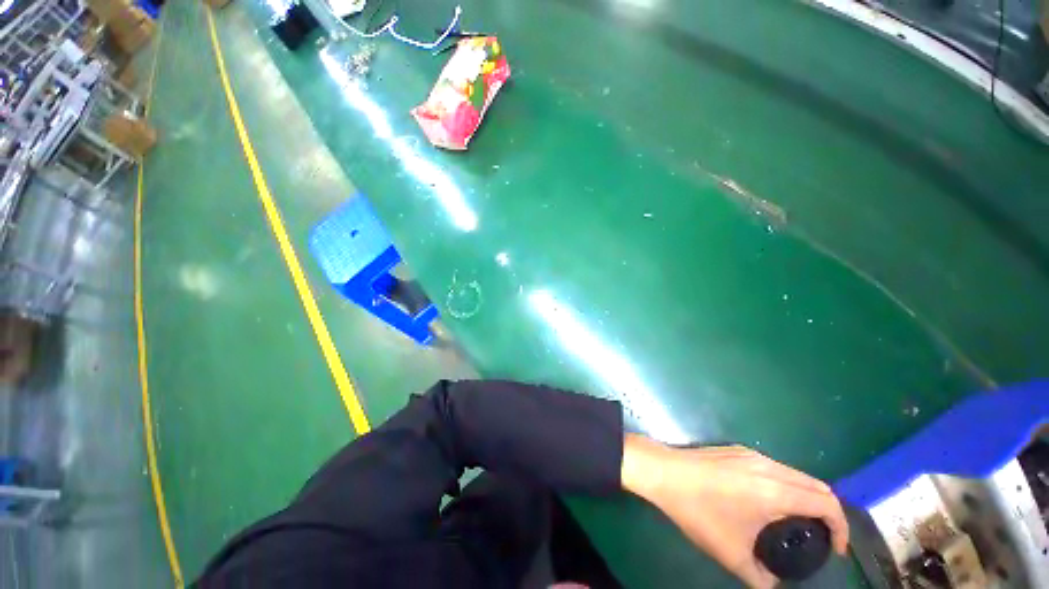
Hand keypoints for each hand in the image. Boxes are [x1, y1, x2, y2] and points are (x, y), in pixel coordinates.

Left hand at [621, 434, 848, 587]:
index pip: (827, 503)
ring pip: (795, 473)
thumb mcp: (730, 553)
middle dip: (828, 511)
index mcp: (774, 490)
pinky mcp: (736, 450)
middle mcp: (768, 466)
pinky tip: (770, 501)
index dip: (840, 527)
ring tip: (798, 521)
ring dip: (806, 495)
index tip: (835, 548)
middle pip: (816, 485)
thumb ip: (760, 577)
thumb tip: (773, 585)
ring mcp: (750, 454)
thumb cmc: (697, 511)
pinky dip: (786, 484)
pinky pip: (774, 467)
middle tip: (821, 537)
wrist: (663, 471)